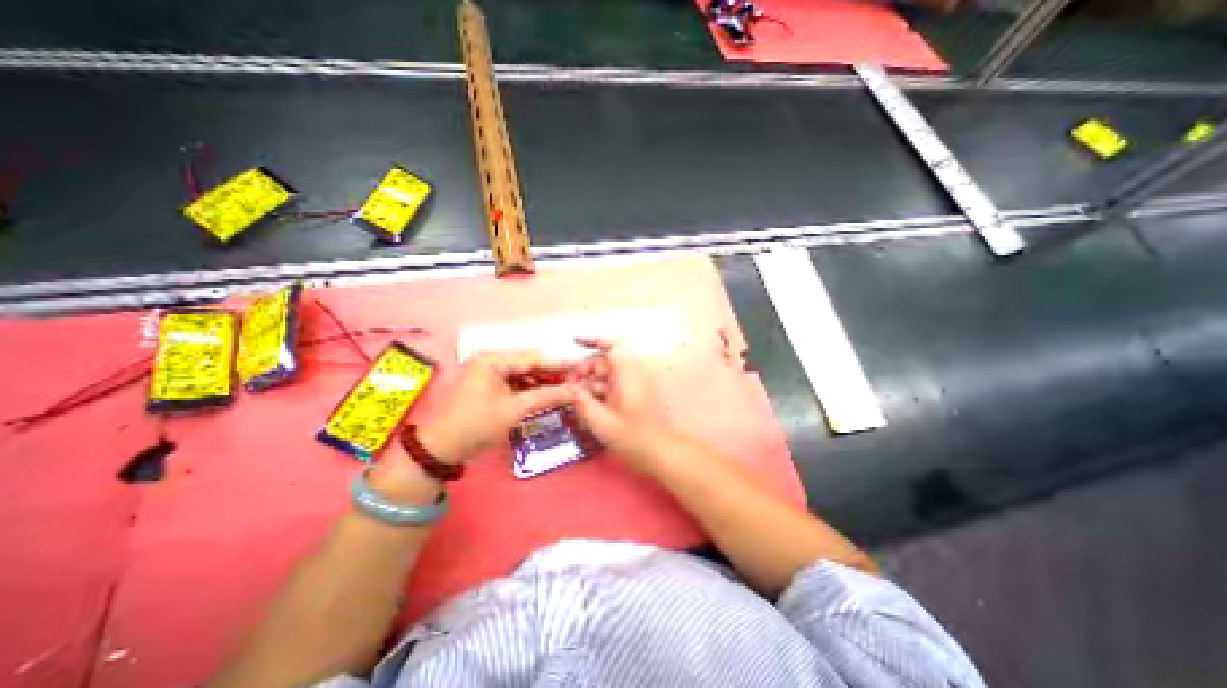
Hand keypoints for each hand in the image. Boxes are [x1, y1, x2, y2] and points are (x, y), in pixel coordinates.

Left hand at [416, 352, 574, 464]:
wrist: (442, 448)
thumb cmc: (477, 425)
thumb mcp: (514, 410)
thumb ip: (546, 396)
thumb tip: (574, 391)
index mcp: (492, 360)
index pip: (532, 358)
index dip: (556, 364)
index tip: (578, 368)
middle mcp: (489, 361)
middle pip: (528, 364)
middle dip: (550, 373)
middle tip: (574, 380)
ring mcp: (488, 373)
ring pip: (522, 374)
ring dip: (541, 381)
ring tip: (564, 388)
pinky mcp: (488, 386)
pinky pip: (514, 383)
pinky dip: (529, 388)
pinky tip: (545, 394)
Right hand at [571, 338, 673, 470]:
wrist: (658, 452)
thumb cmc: (632, 438)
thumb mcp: (601, 421)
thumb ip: (582, 402)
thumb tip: (569, 387)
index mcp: (627, 374)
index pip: (612, 346)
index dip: (593, 339)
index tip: (575, 340)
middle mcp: (630, 375)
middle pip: (603, 362)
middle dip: (584, 370)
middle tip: (568, 386)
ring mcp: (631, 385)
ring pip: (605, 376)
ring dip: (588, 383)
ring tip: (573, 398)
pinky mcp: (630, 396)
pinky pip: (610, 387)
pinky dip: (597, 393)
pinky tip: (585, 406)